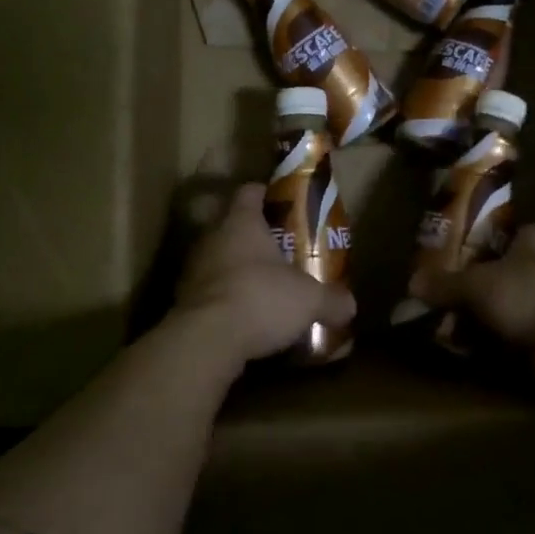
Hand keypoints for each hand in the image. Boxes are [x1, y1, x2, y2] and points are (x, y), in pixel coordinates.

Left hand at [173, 183, 356, 371]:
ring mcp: (193, 270)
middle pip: (233, 226)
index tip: (283, 205)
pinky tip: (246, 318)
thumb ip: (331, 299)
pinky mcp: (183, 302)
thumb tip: (350, 306)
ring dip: (239, 271)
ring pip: (219, 260)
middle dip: (256, 238)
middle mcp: (212, 238)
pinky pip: (210, 292)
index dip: (266, 194)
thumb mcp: (309, 299)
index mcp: (241, 222)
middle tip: (282, 252)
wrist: (205, 342)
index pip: (249, 192)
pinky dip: (226, 300)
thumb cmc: (260, 298)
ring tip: (265, 287)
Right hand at [407, 226, 534, 388]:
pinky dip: (508, 339)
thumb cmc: (528, 294)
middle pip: (508, 270)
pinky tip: (484, 348)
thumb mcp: (477, 285)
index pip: (503, 234)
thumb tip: (412, 283)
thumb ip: (446, 284)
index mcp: (534, 238)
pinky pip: (527, 330)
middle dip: (483, 286)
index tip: (455, 261)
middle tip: (451, 298)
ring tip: (461, 326)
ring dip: (496, 316)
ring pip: (518, 302)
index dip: (478, 246)